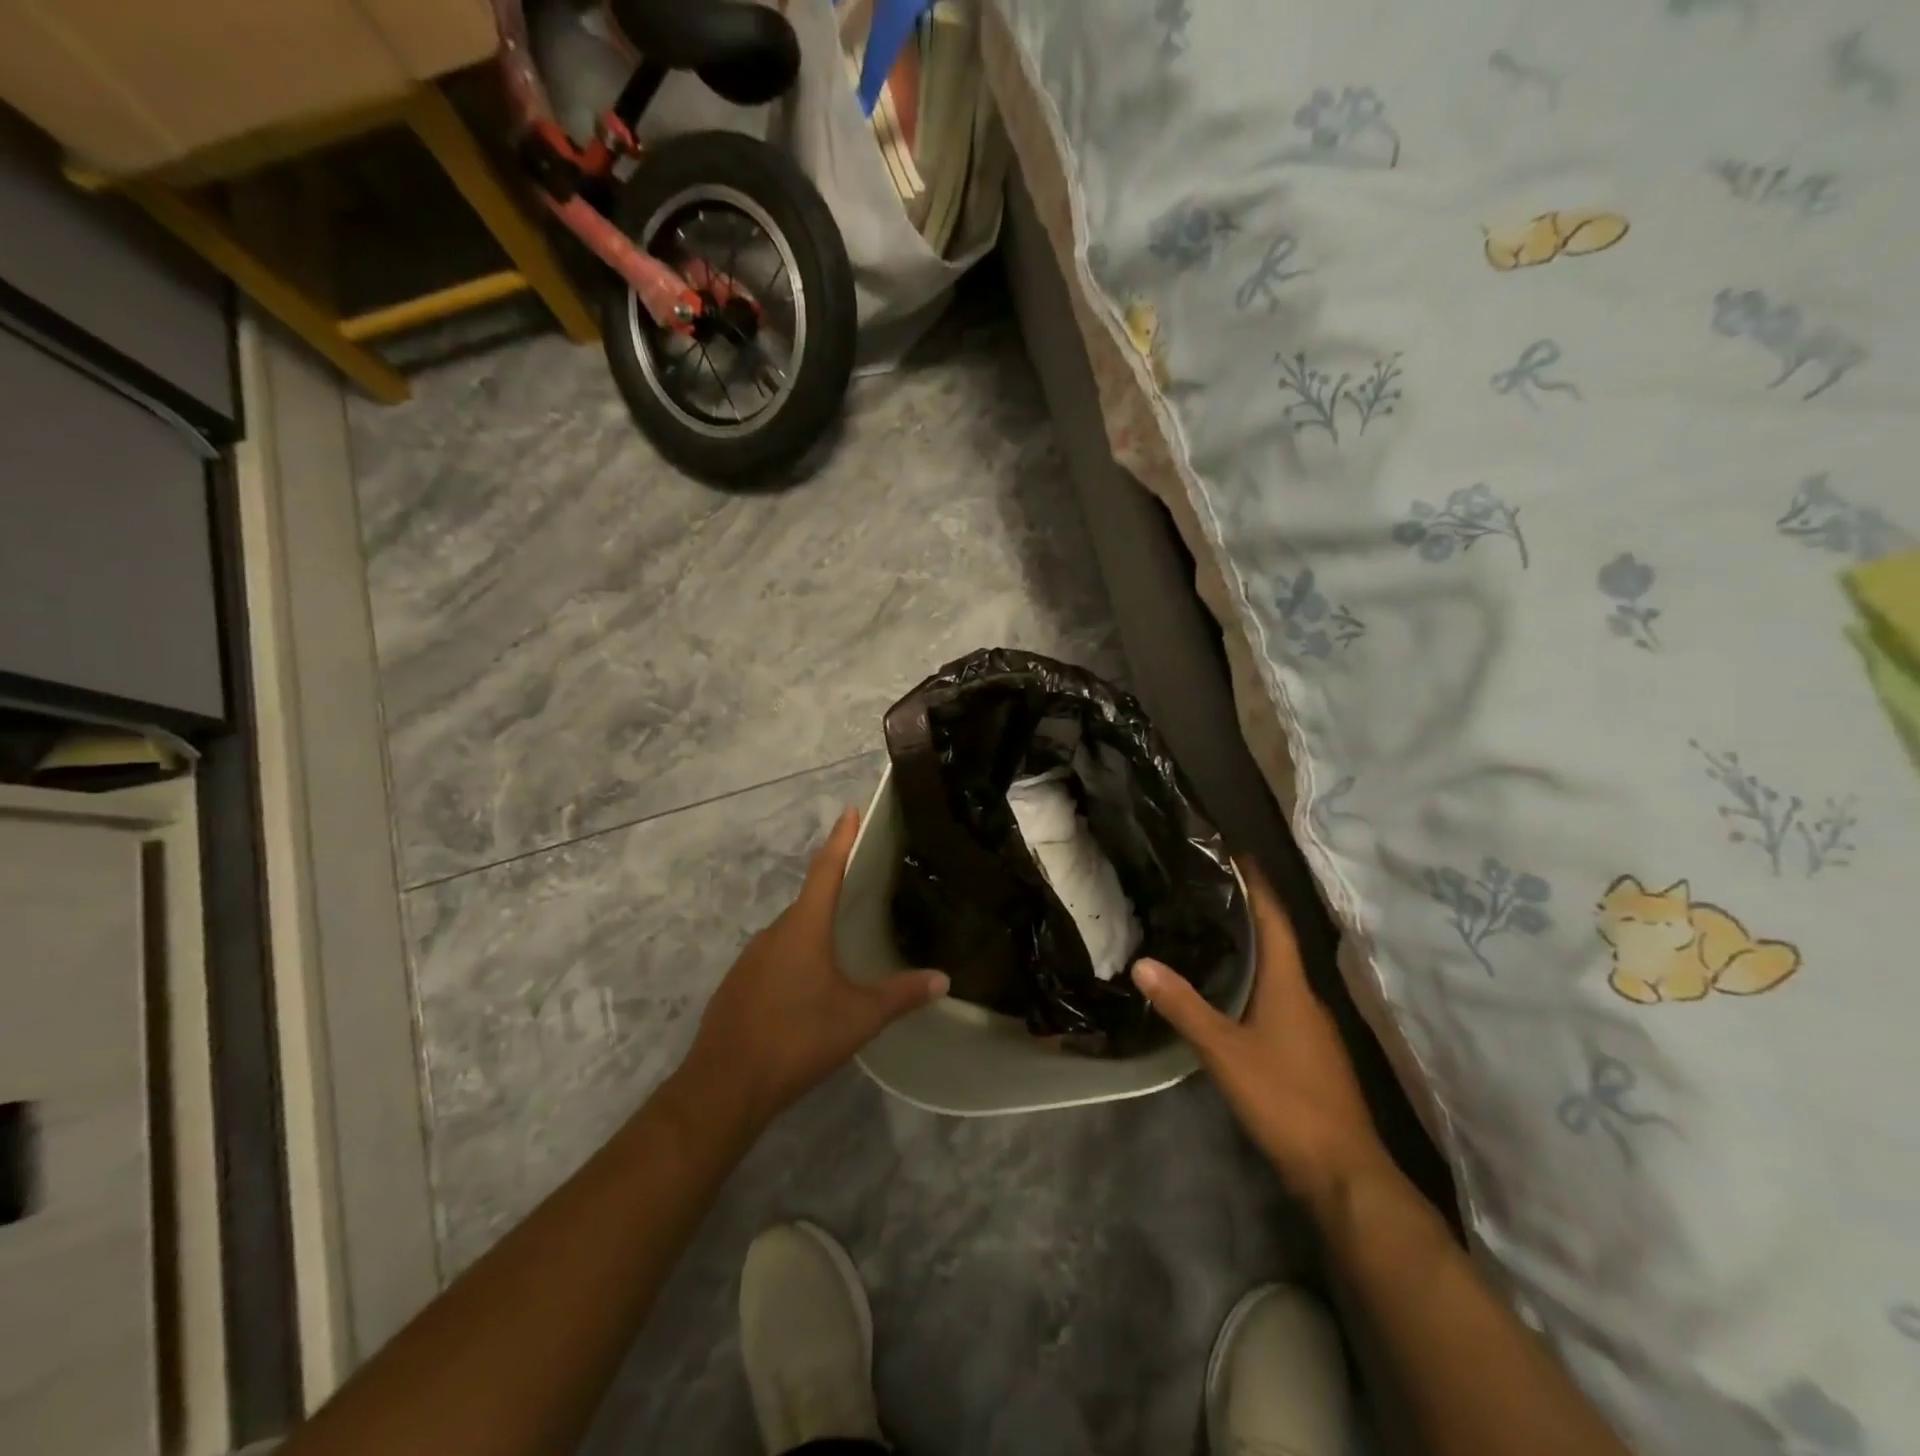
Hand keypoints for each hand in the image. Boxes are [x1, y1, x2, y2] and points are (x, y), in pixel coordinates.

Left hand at [677, 808, 947, 1136]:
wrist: (725, 1085)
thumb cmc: (797, 1038)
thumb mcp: (858, 1017)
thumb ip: (901, 995)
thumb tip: (944, 979)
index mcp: (804, 927)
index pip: (827, 869)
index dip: (841, 839)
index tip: (850, 810)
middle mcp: (775, 933)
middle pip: (809, 901)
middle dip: (834, 889)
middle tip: (863, 886)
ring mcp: (751, 959)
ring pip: (791, 933)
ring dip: (815, 930)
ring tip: (843, 942)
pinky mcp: (738, 985)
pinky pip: (775, 958)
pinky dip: (796, 958)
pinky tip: (809, 986)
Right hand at [1132, 862, 1392, 1219]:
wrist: (1343, 1171)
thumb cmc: (1286, 1098)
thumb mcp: (1224, 1051)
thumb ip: (1184, 1006)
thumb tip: (1142, 962)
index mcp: (1290, 984)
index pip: (1275, 919)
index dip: (1258, 884)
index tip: (1236, 854)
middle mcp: (1305, 996)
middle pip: (1276, 941)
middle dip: (1246, 912)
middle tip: (1206, 890)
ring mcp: (1311, 1026)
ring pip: (1277, 973)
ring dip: (1250, 949)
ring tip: (1208, 932)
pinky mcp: (1308, 1052)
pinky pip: (1278, 1000)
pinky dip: (1254, 983)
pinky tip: (1228, 992)